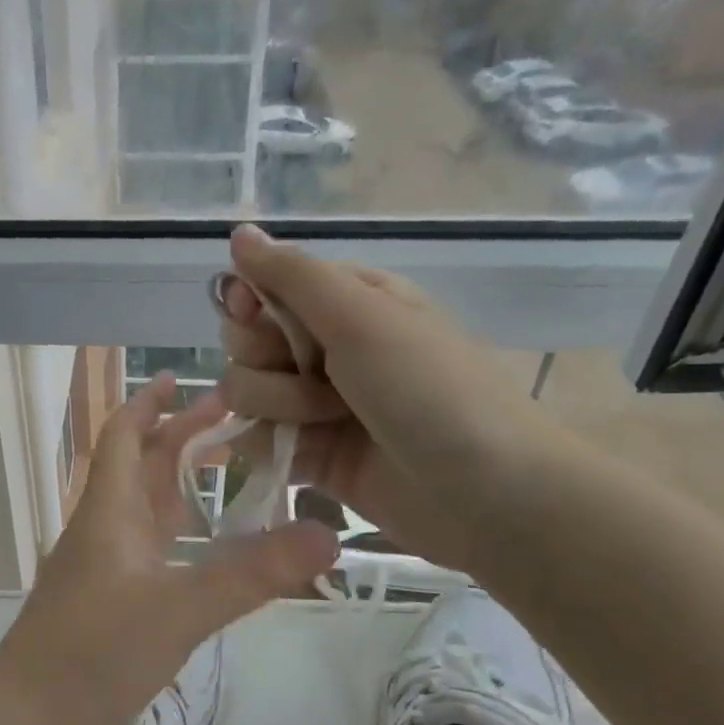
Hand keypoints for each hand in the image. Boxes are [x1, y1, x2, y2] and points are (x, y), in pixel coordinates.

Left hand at [0, 375, 337, 724]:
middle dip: (180, 435)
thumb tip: (327, 535)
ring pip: (146, 506)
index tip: (183, 377)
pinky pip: (151, 546)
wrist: (31, 718)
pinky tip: (209, 545)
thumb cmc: (95, 651)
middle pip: (141, 464)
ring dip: (181, 480)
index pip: (124, 435)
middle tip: (234, 417)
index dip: (150, 402)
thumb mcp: (180, 609)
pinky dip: (180, 530)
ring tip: (232, 469)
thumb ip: (252, 574)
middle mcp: (104, 526)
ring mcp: (104, 564)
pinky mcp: (109, 599)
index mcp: (110, 509)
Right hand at [217, 225, 562, 572]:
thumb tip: (238, 230)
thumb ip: (293, 276)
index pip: (261, 288)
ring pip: (243, 392)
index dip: (247, 303)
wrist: (485, 494)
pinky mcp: (308, 454)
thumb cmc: (431, 389)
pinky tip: (303, 453)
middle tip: (315, 375)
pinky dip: (268, 446)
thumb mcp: (364, 316)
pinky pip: (253, 439)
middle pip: (243, 341)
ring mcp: (313, 404)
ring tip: (329, 422)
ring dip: (278, 407)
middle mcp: (323, 348)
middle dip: (266, 360)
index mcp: (343, 301)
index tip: (253, 316)